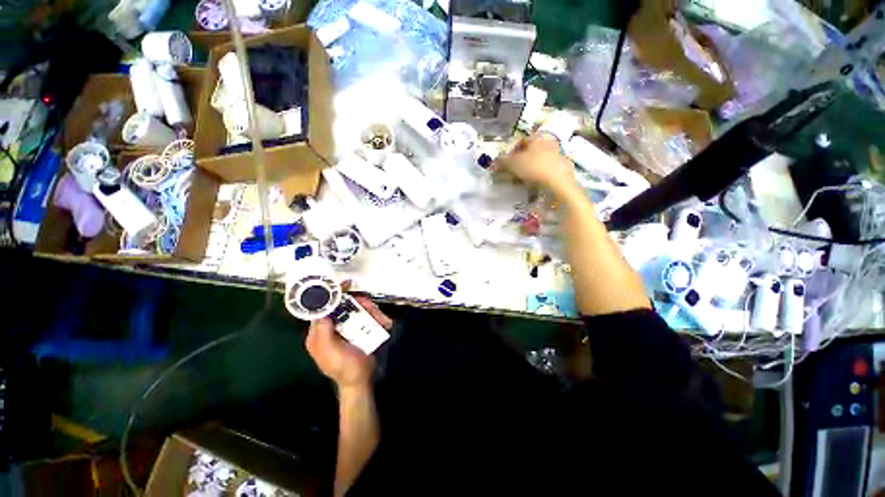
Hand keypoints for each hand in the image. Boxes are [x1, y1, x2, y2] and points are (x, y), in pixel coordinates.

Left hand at [305, 297, 392, 391]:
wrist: (361, 380)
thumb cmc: (344, 369)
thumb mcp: (330, 353)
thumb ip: (323, 334)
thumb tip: (321, 310)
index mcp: (320, 331)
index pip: (322, 307)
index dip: (332, 294)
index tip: (345, 285)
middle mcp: (333, 325)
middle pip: (344, 304)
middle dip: (358, 302)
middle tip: (369, 306)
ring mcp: (348, 326)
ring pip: (358, 308)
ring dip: (370, 310)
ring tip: (380, 320)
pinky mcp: (360, 328)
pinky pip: (368, 315)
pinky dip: (376, 316)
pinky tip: (384, 323)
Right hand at [497, 135, 576, 194]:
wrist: (557, 184)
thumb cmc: (533, 168)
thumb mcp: (512, 163)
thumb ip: (501, 161)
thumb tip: (493, 162)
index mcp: (538, 137)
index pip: (521, 141)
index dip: (510, 151)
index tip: (504, 163)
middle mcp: (549, 143)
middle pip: (530, 152)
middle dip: (519, 162)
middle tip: (510, 173)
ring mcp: (558, 157)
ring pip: (537, 162)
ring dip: (527, 170)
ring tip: (520, 181)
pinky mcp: (562, 170)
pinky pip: (545, 172)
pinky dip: (537, 177)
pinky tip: (532, 186)